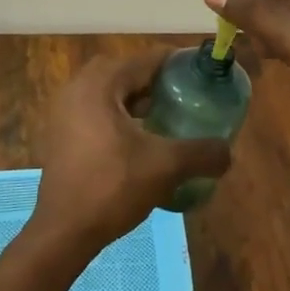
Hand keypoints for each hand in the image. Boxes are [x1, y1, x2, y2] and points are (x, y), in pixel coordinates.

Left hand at [29, 51, 231, 257]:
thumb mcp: (165, 167)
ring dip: (140, 100)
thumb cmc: (112, 188)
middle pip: (129, 72)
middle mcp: (78, 87)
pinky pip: (98, 110)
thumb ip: (202, 153)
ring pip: (112, 93)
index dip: (178, 64)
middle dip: (159, 82)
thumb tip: (228, 152)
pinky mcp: (61, 133)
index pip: (147, 59)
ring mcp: (65, 110)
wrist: (63, 232)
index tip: (204, 75)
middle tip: (187, 97)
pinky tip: (143, 139)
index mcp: (100, 83)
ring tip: (170, 117)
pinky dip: (122, 116)